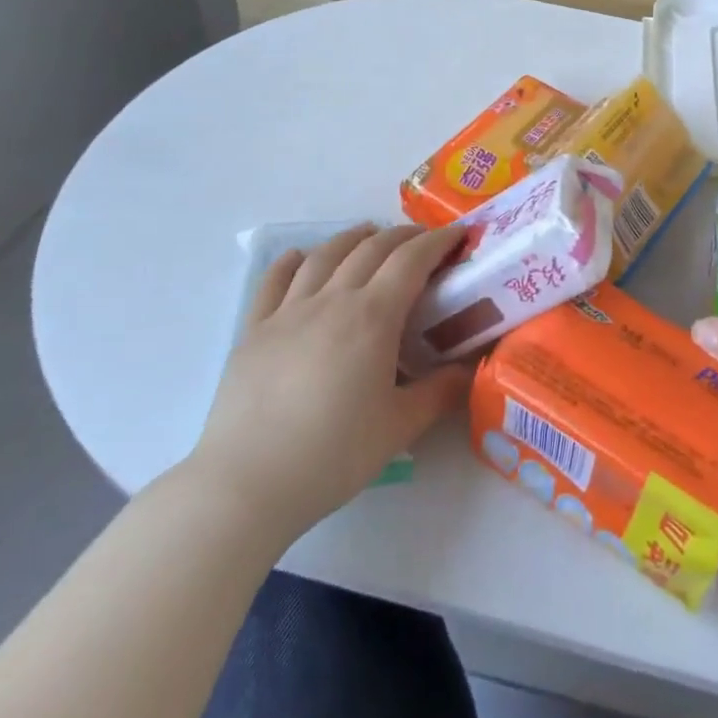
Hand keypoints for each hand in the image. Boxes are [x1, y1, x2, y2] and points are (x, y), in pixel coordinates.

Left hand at [186, 224, 471, 536]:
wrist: (246, 484)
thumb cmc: (332, 455)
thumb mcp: (400, 427)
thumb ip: (440, 392)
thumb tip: (470, 369)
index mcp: (372, 317)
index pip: (411, 260)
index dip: (437, 241)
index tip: (457, 234)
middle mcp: (332, 300)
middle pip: (371, 249)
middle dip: (402, 236)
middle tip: (422, 239)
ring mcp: (288, 311)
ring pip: (324, 256)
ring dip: (352, 238)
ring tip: (368, 233)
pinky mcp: (254, 330)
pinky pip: (274, 281)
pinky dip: (290, 261)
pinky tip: (299, 257)